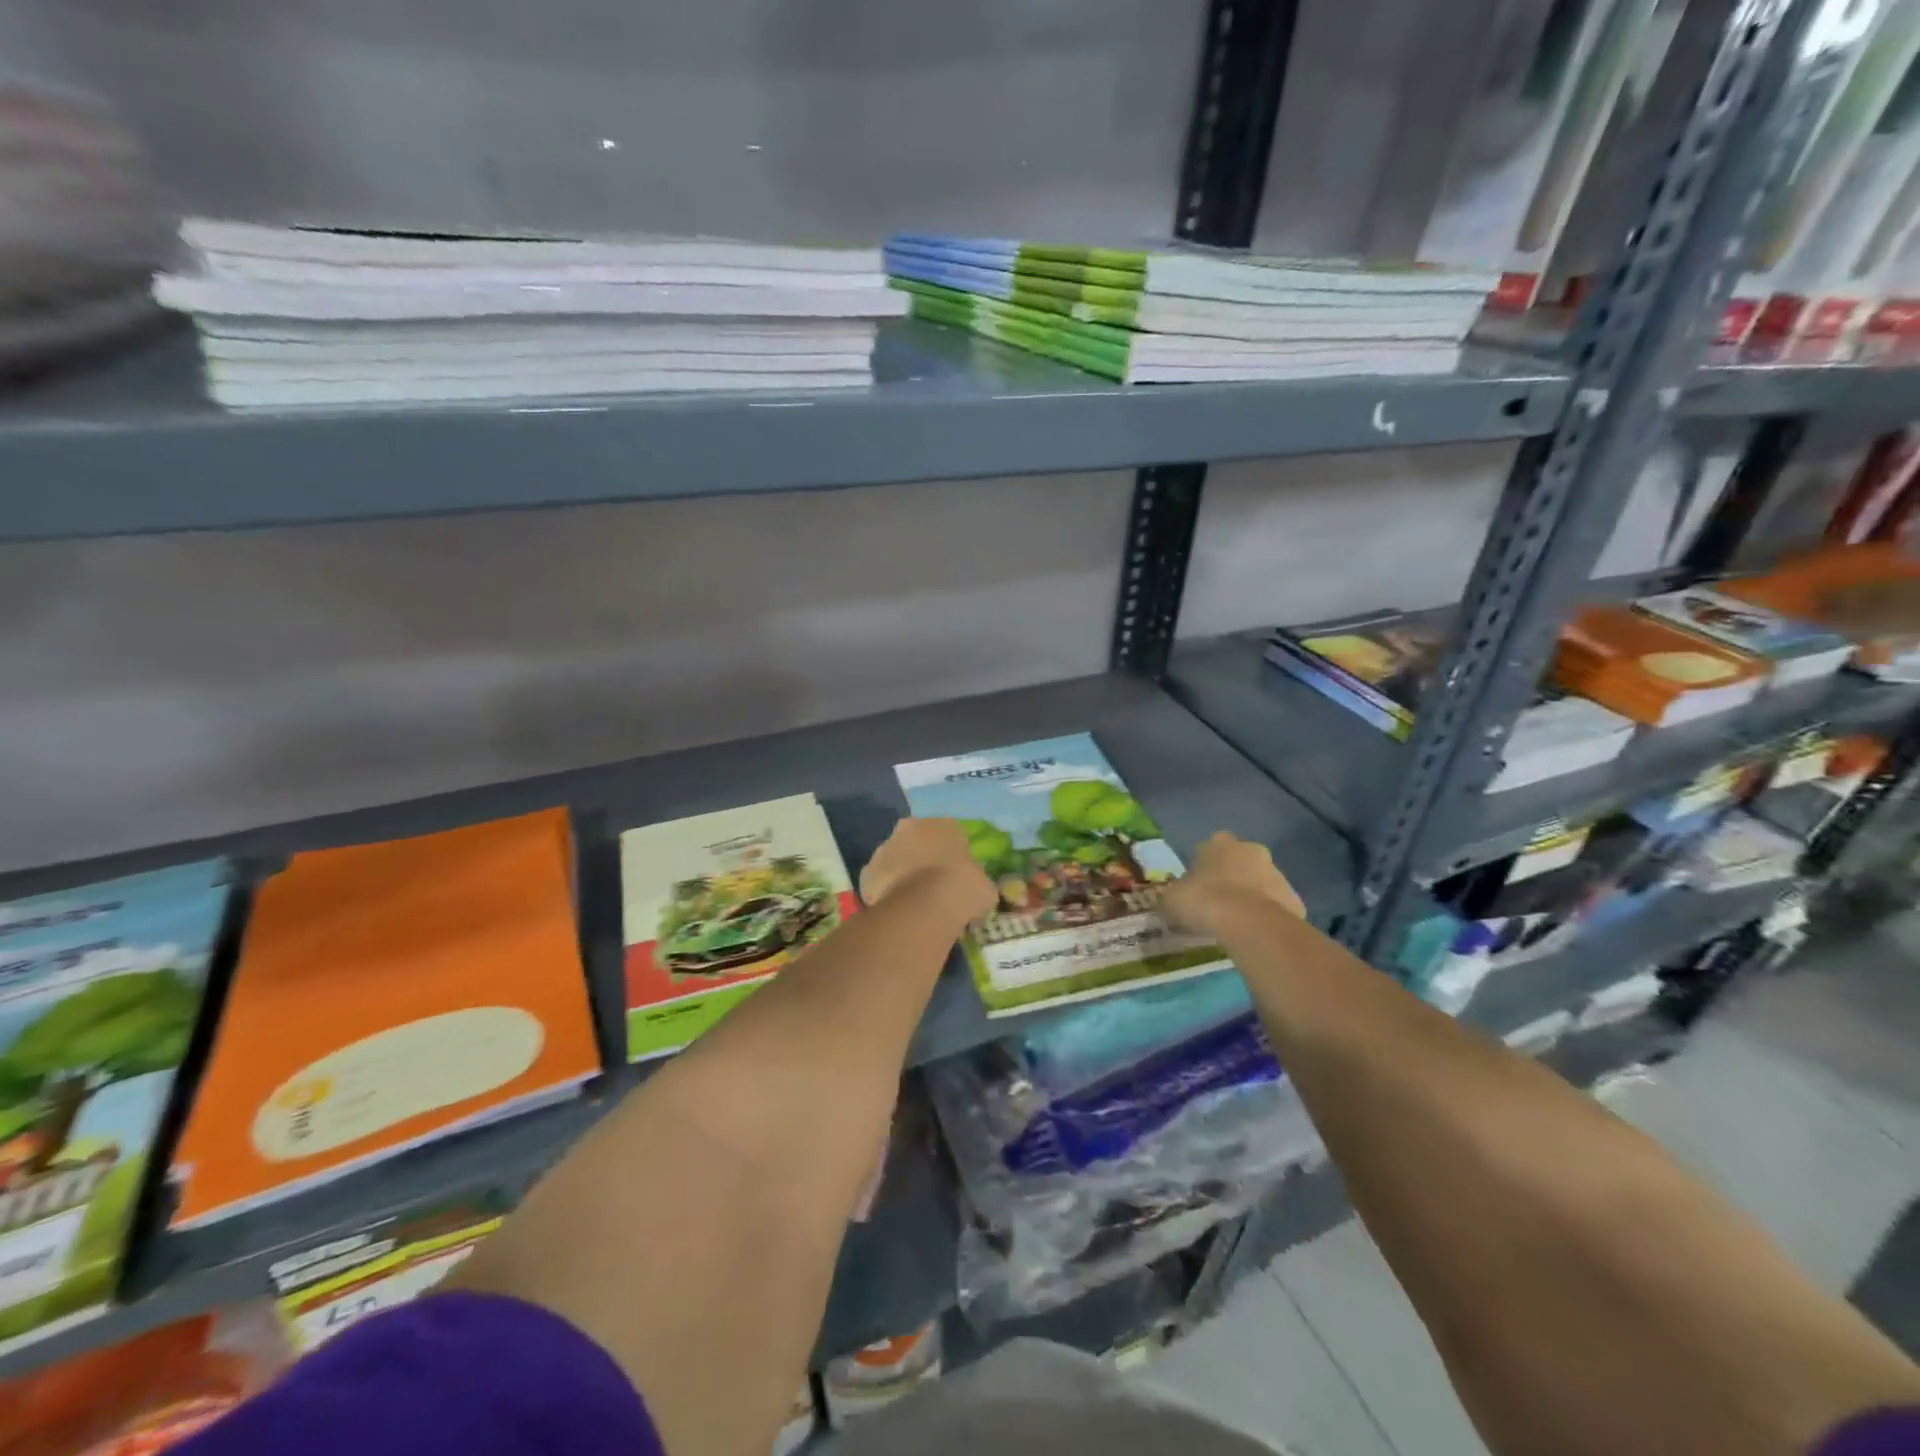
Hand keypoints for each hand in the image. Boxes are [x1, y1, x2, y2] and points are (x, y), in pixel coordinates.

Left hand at [860, 818, 997, 923]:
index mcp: (944, 824)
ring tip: (914, 905)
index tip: (955, 878)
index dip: (952, 857)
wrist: (926, 905)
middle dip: (922, 861)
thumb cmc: (964, 889)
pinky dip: (885, 894)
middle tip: (932, 889)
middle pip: (916, 843)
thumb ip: (978, 883)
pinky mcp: (867, 872)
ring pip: (895, 860)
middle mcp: (910, 827)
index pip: (949, 835)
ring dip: (901, 876)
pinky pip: (879, 883)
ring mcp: (885, 848)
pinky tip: (897, 912)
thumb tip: (976, 892)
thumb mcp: (984, 887)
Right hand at [1162, 832, 1304, 936]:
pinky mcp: (1294, 900)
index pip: (1209, 848)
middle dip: (1231, 878)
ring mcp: (1277, 874)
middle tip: (1217, 904)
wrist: (1250, 924)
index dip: (1203, 868)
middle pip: (1240, 862)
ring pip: (1261, 884)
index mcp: (1219, 843)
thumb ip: (1173, 895)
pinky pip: (1276, 907)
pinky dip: (1267, 918)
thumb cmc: (1204, 901)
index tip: (1197, 888)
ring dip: (1251, 898)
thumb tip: (1171, 900)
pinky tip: (1255, 935)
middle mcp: (1251, 850)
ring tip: (1236, 924)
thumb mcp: (1172, 899)